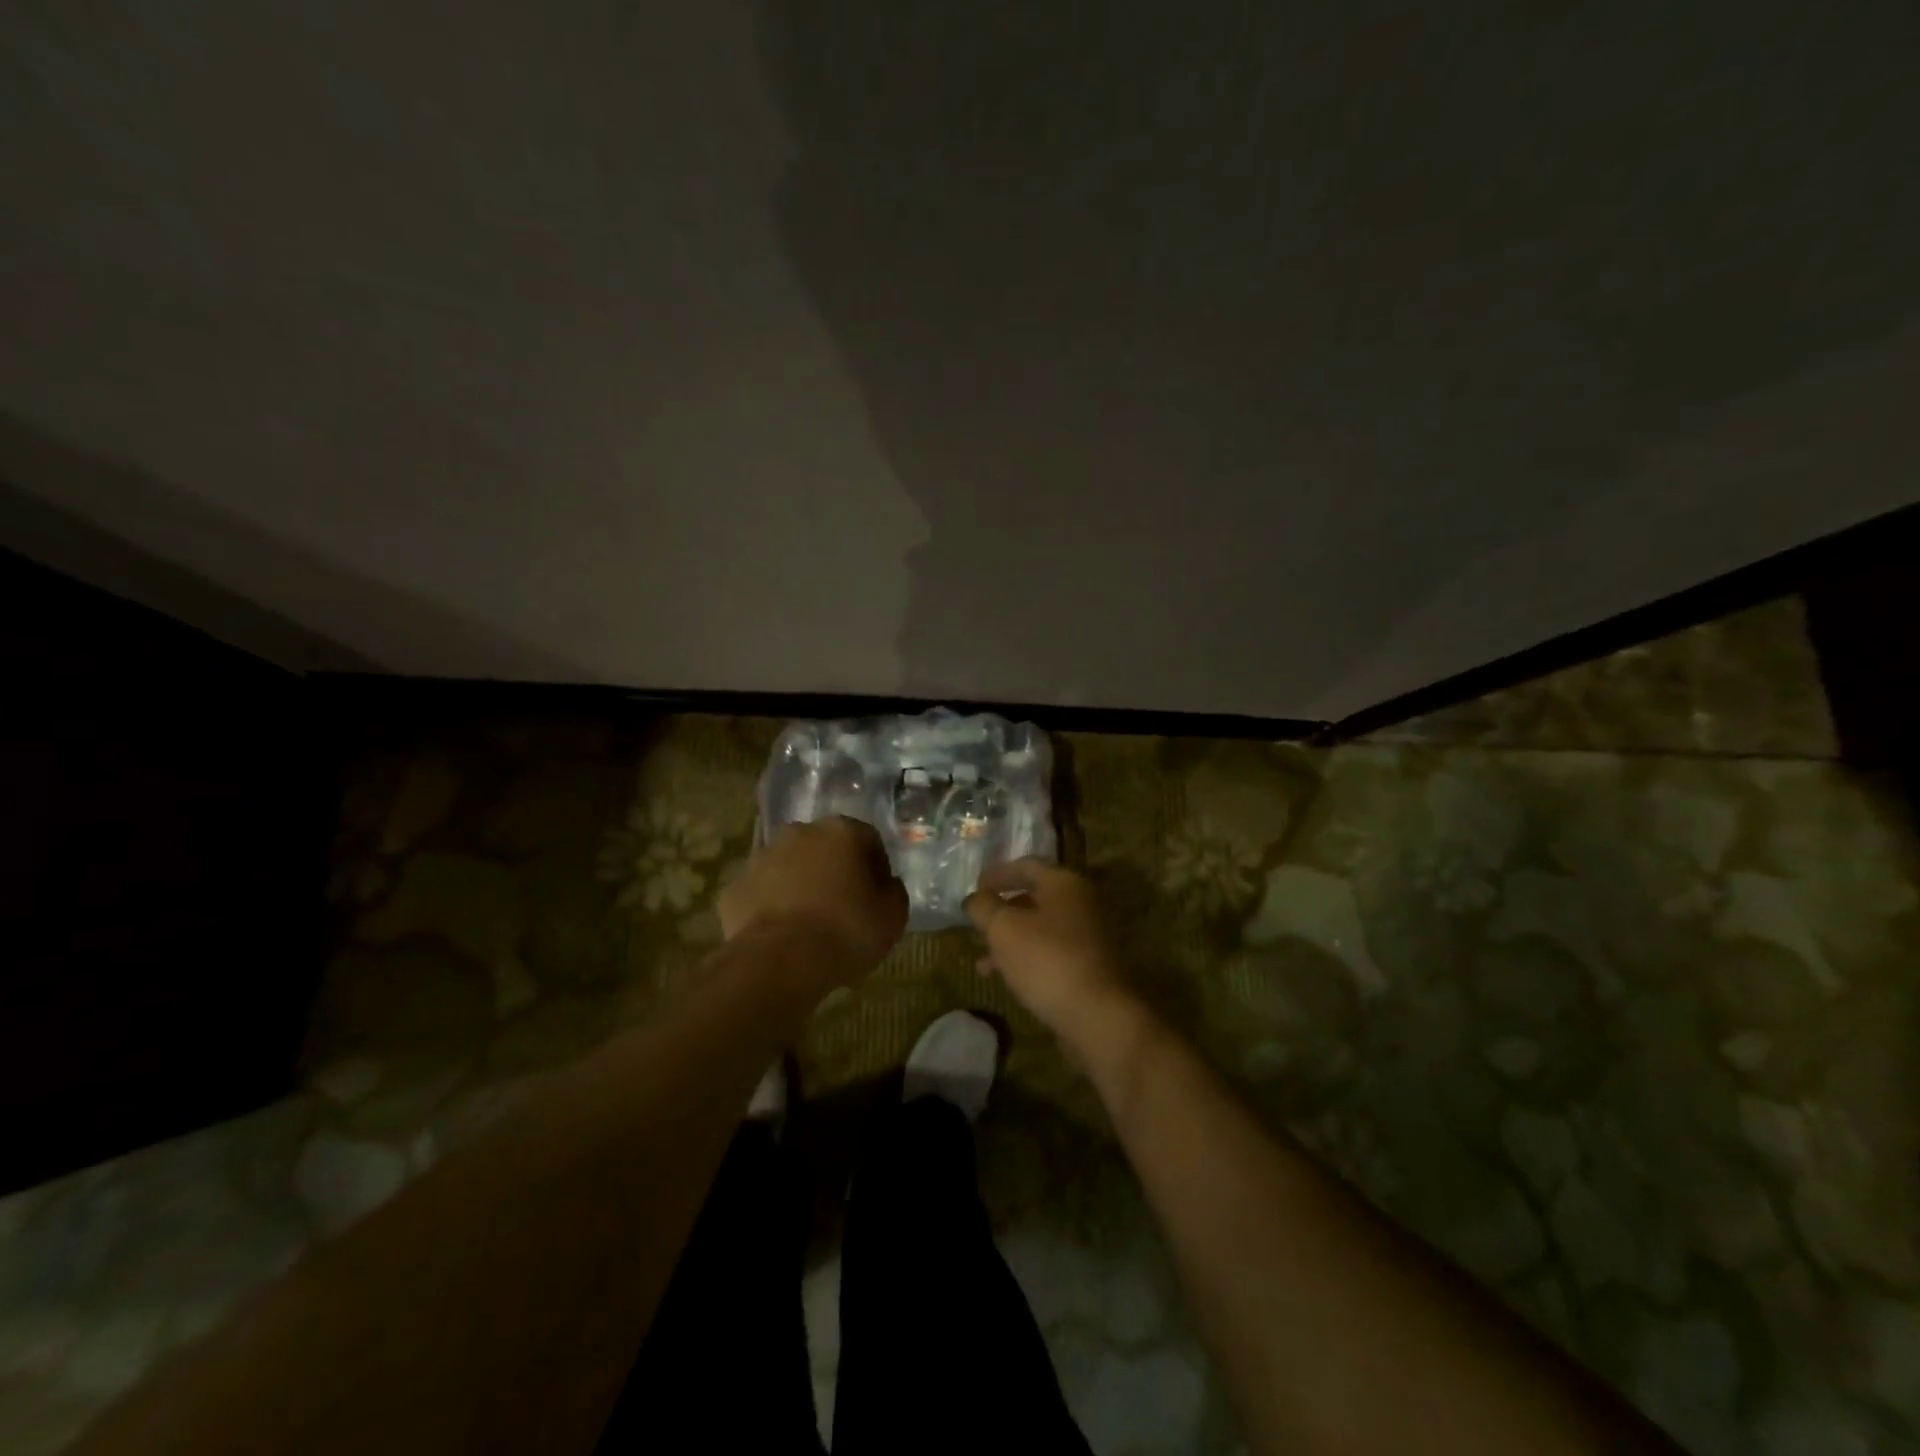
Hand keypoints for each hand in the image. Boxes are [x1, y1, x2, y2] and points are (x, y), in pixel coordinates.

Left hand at [720, 818, 908, 983]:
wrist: (779, 962)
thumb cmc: (845, 931)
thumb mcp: (892, 917)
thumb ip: (894, 892)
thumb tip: (886, 885)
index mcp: (841, 831)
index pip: (868, 840)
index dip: (877, 868)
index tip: (878, 896)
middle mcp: (799, 833)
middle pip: (825, 848)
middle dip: (834, 871)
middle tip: (844, 907)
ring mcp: (761, 858)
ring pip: (789, 867)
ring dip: (800, 885)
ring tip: (809, 924)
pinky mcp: (734, 887)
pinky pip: (761, 893)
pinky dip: (771, 907)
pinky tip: (781, 935)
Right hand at [964, 859, 1136, 1041]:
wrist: (1099, 1016)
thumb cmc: (1047, 961)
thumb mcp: (1003, 929)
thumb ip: (983, 907)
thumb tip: (974, 899)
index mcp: (1064, 883)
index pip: (1026, 865)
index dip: (997, 874)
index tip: (974, 887)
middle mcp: (1082, 902)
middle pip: (1034, 897)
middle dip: (1001, 911)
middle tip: (976, 924)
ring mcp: (1089, 935)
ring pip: (1041, 928)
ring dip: (1010, 939)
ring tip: (982, 962)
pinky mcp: (1090, 965)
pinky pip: (1051, 951)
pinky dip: (1027, 957)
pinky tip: (1007, 978)